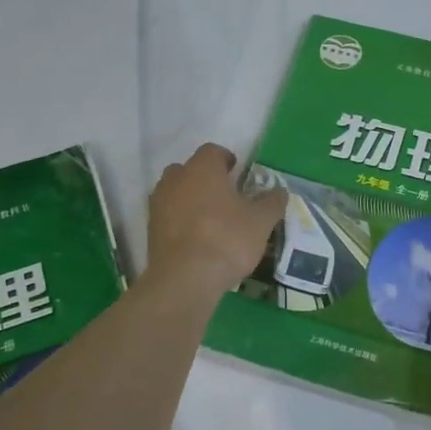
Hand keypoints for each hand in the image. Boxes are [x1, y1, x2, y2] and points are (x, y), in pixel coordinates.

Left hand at [145, 144, 284, 298]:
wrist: (185, 278)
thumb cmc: (227, 239)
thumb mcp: (260, 222)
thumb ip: (272, 202)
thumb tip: (280, 191)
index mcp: (202, 168)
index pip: (213, 151)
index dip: (226, 159)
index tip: (237, 173)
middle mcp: (176, 179)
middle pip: (189, 170)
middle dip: (205, 179)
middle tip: (224, 196)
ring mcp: (158, 204)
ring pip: (175, 192)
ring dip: (190, 200)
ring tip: (210, 220)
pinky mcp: (150, 230)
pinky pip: (168, 216)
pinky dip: (180, 221)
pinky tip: (196, 239)